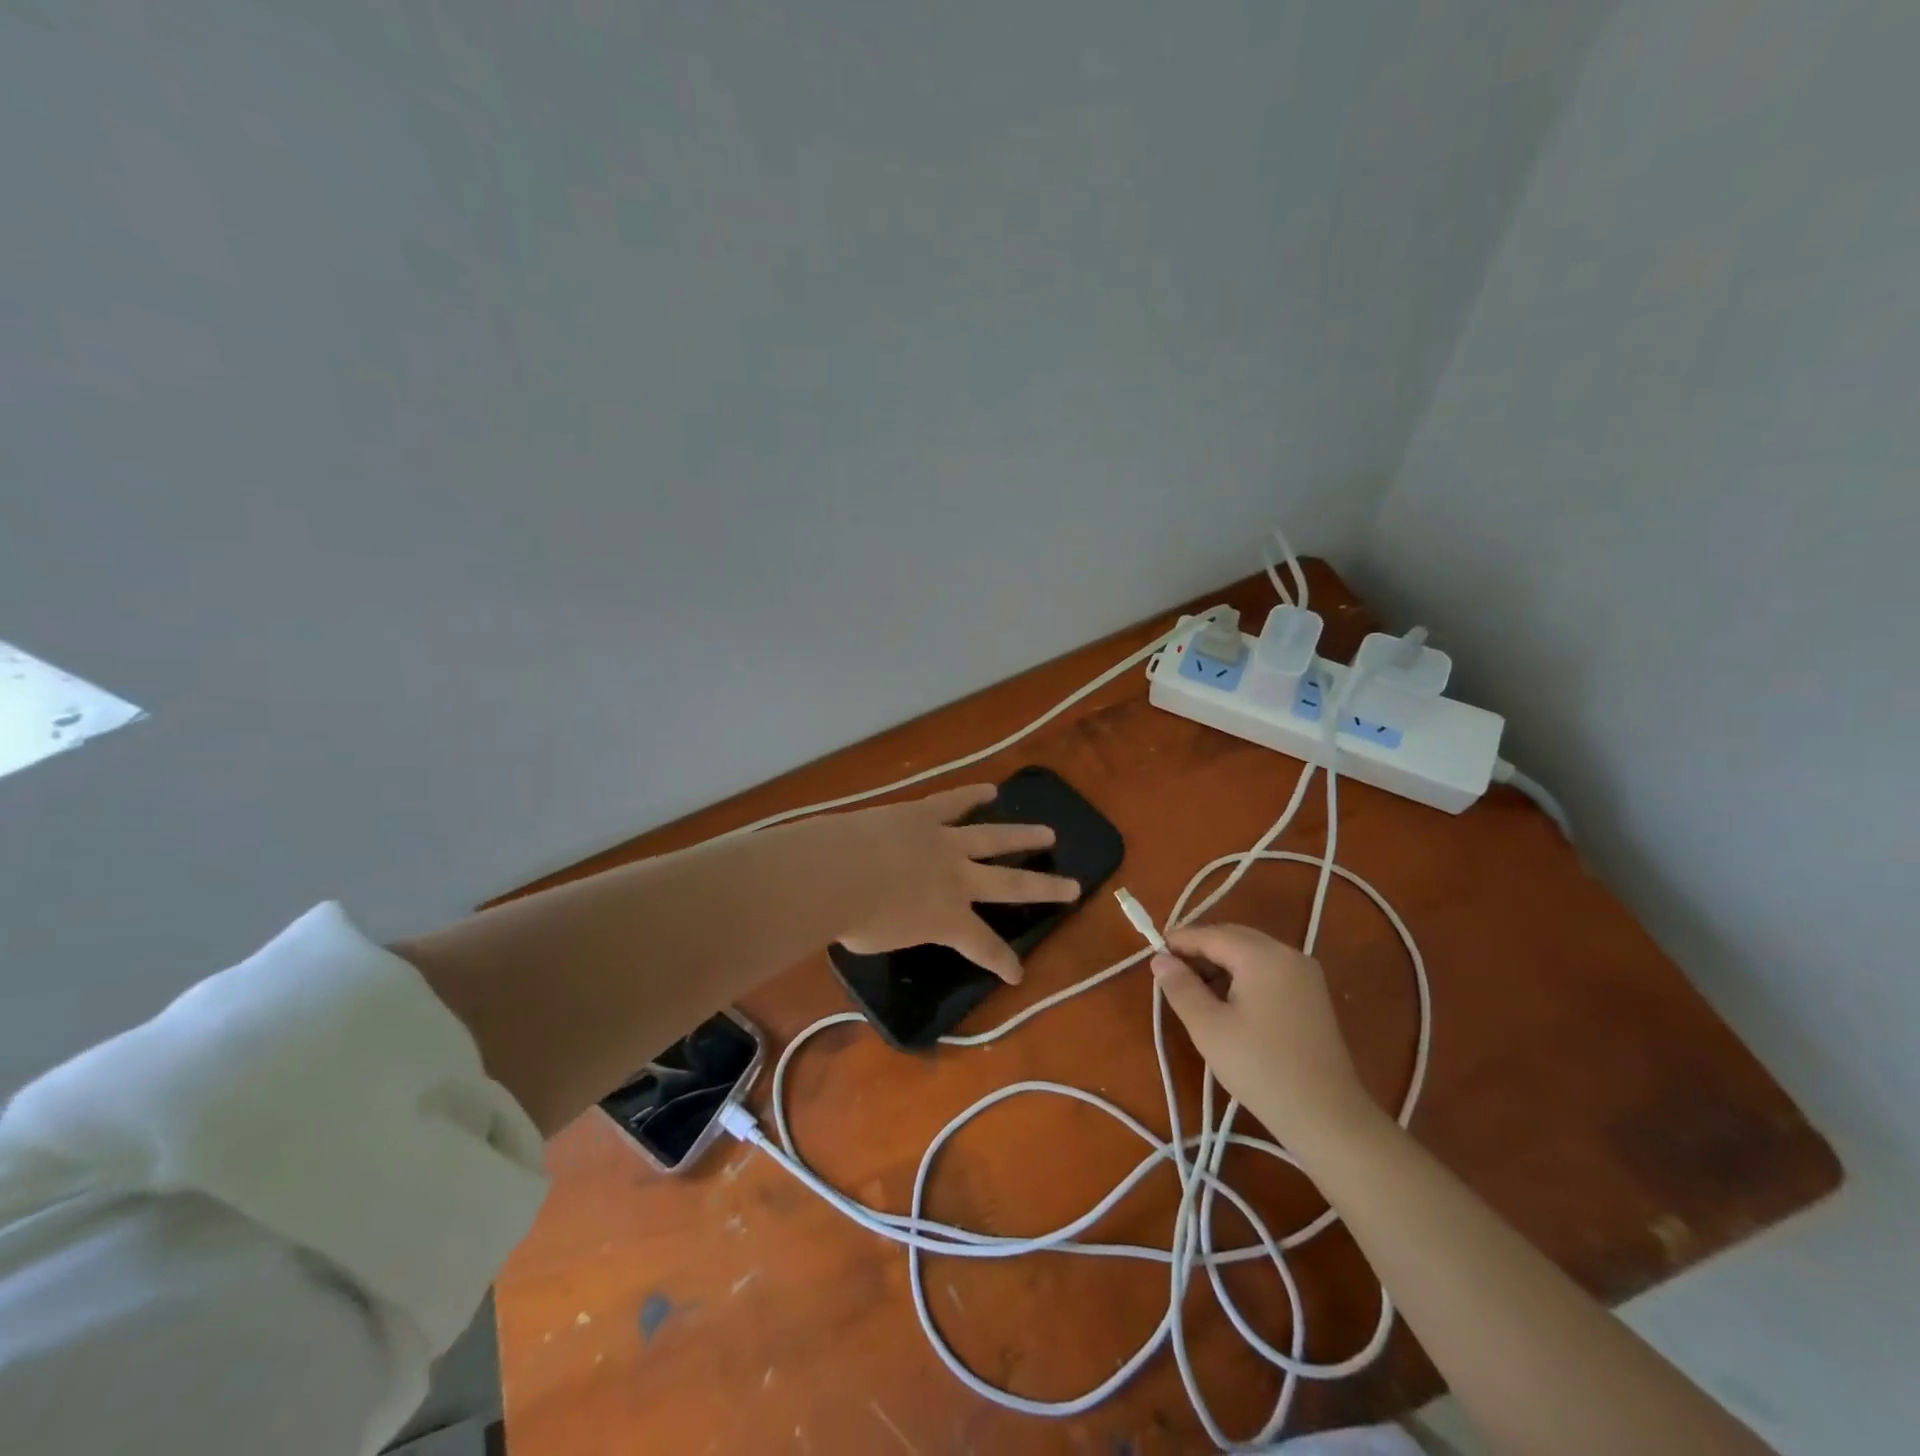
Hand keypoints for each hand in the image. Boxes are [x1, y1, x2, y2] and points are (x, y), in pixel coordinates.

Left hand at [831, 783, 1080, 983]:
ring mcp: (943, 842)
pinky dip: (973, 795)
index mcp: (947, 919)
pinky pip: (954, 802)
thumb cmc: (853, 919)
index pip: (983, 947)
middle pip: (1011, 884)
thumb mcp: (881, 940)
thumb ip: (897, 929)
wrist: (836, 872)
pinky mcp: (923, 814)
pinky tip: (991, 789)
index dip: (1003, 962)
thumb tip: (892, 917)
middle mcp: (956, 879)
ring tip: (1048, 833)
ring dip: (1023, 835)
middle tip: (1073, 886)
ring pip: (993, 837)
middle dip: (1044, 888)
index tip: (1018, 974)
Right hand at [1152, 923, 1380, 1154]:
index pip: (1211, 934)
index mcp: (1262, 955)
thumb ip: (1180, 987)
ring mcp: (1305, 974)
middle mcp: (1288, 954)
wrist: (1327, 1116)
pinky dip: (1243, 977)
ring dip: (1220, 964)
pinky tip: (1228, 1003)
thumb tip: (1159, 960)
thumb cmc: (1260, 1068)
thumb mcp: (1208, 1027)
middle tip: (1170, 973)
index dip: (1179, 942)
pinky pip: (1268, 971)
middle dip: (1200, 950)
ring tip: (1195, 991)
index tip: (1152, 955)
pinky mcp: (1313, 995)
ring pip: (1251, 954)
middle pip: (1233, 938)